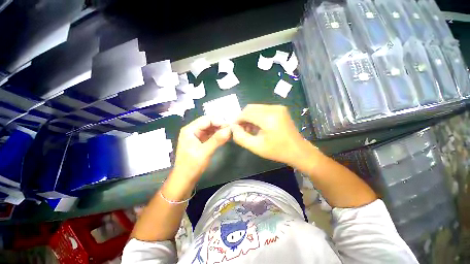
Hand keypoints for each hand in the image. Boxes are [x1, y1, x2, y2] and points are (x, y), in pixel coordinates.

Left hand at [171, 116, 230, 185]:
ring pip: (210, 128)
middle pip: (208, 122)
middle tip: (231, 129)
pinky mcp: (201, 141)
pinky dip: (218, 135)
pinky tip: (225, 136)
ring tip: (230, 132)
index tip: (230, 125)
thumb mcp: (205, 152)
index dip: (219, 121)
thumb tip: (229, 130)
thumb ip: (217, 140)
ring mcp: (197, 135)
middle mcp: (193, 130)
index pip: (206, 120)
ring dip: (220, 129)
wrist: (185, 179)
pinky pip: (211, 134)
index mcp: (189, 129)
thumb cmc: (192, 165)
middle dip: (220, 125)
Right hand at [231, 104, 311, 165]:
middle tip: (241, 129)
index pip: (246, 113)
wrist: (298, 150)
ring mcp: (278, 107)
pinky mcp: (280, 109)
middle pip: (250, 108)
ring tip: (249, 129)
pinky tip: (257, 125)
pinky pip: (263, 109)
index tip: (234, 128)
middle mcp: (273, 109)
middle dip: (243, 117)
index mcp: (268, 118)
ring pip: (256, 108)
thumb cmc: (277, 151)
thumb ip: (241, 137)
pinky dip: (256, 115)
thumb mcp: (256, 147)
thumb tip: (233, 127)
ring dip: (249, 116)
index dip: (237, 119)